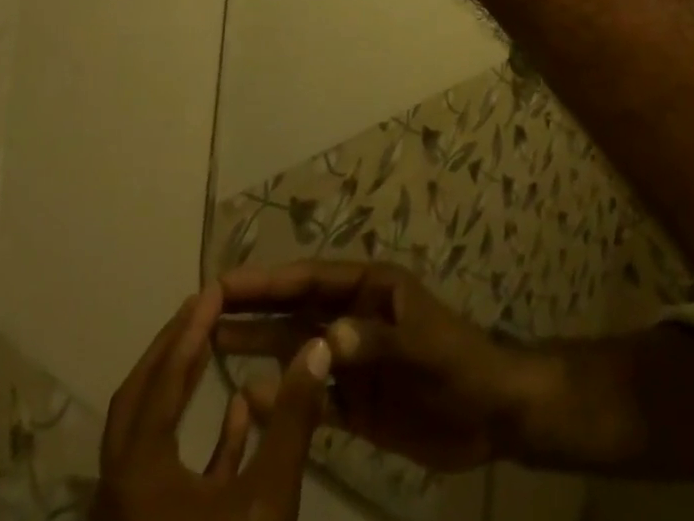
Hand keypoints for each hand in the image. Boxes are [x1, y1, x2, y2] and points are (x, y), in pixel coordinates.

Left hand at [94, 285, 332, 520]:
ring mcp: (133, 520)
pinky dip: (200, 438)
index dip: (188, 331)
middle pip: (139, 402)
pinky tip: (242, 412)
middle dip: (172, 351)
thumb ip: (294, 417)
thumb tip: (319, 345)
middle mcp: (121, 492)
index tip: (214, 289)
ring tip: (218, 347)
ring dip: (182, 389)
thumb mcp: (268, 498)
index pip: (161, 381)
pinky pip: (169, 474)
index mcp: (138, 475)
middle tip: (205, 308)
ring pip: (150, 437)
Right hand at [216, 262, 543, 473]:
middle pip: (296, 310)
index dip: (269, 281)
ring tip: (212, 348)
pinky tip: (247, 403)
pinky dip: (282, 399)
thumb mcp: (422, 346)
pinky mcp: (357, 403)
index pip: (312, 280)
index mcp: (372, 289)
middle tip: (203, 311)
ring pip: (297, 351)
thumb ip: (375, 342)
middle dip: (254, 308)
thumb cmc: (459, 363)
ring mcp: (354, 361)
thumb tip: (323, 340)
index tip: (224, 283)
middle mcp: (356, 318)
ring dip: (259, 348)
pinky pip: (311, 398)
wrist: (491, 413)